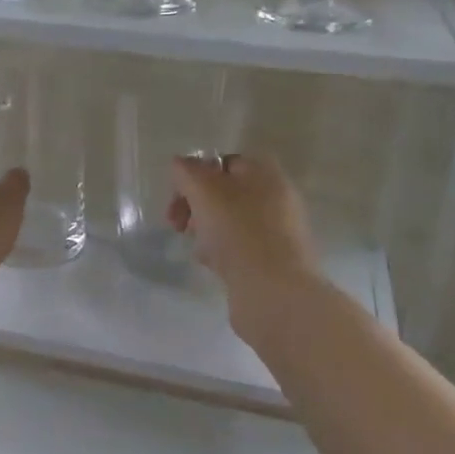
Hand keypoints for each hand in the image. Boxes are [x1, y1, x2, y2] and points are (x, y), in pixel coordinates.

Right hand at [167, 153, 322, 328]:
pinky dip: (222, 251)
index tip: (176, 201)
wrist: (274, 290)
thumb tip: (180, 164)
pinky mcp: (275, 259)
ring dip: (206, 231)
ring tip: (199, 250)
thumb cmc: (237, 231)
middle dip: (196, 207)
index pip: (221, 163)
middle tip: (179, 226)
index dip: (193, 178)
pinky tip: (214, 266)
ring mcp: (279, 229)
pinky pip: (240, 246)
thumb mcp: (204, 191)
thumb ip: (187, 171)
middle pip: (224, 193)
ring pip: (230, 221)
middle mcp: (276, 195)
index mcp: (264, 172)